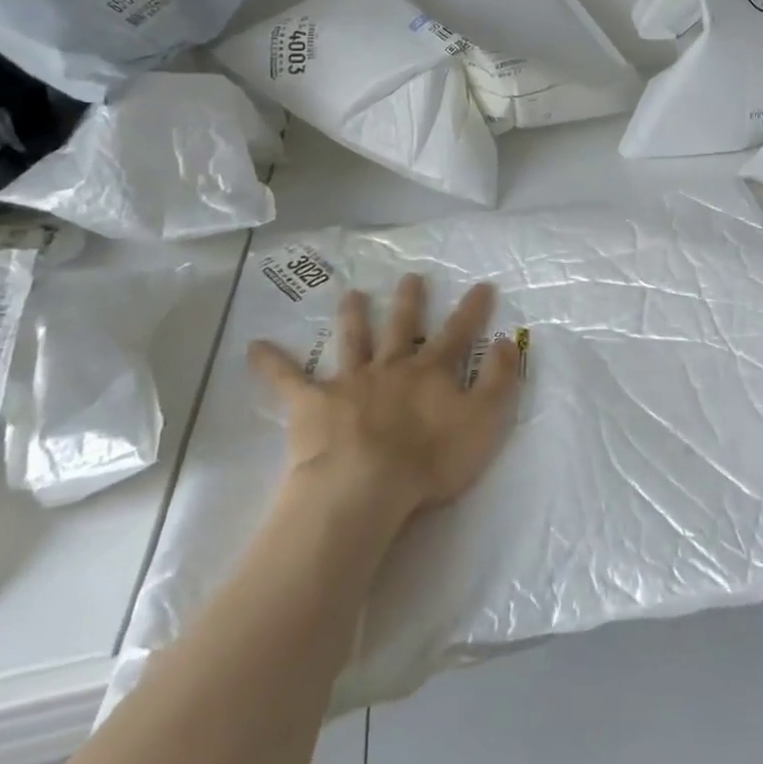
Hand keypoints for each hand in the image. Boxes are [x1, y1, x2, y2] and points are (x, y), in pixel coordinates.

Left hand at [249, 276, 521, 520]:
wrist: (365, 486)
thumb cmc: (430, 459)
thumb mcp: (483, 420)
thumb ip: (499, 379)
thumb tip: (508, 340)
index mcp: (431, 371)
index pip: (458, 333)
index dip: (472, 310)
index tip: (482, 285)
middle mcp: (392, 366)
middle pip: (402, 326)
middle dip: (409, 301)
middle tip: (410, 277)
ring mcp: (350, 381)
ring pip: (353, 340)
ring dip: (354, 316)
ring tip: (352, 293)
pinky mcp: (312, 404)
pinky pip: (287, 380)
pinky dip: (272, 363)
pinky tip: (254, 346)